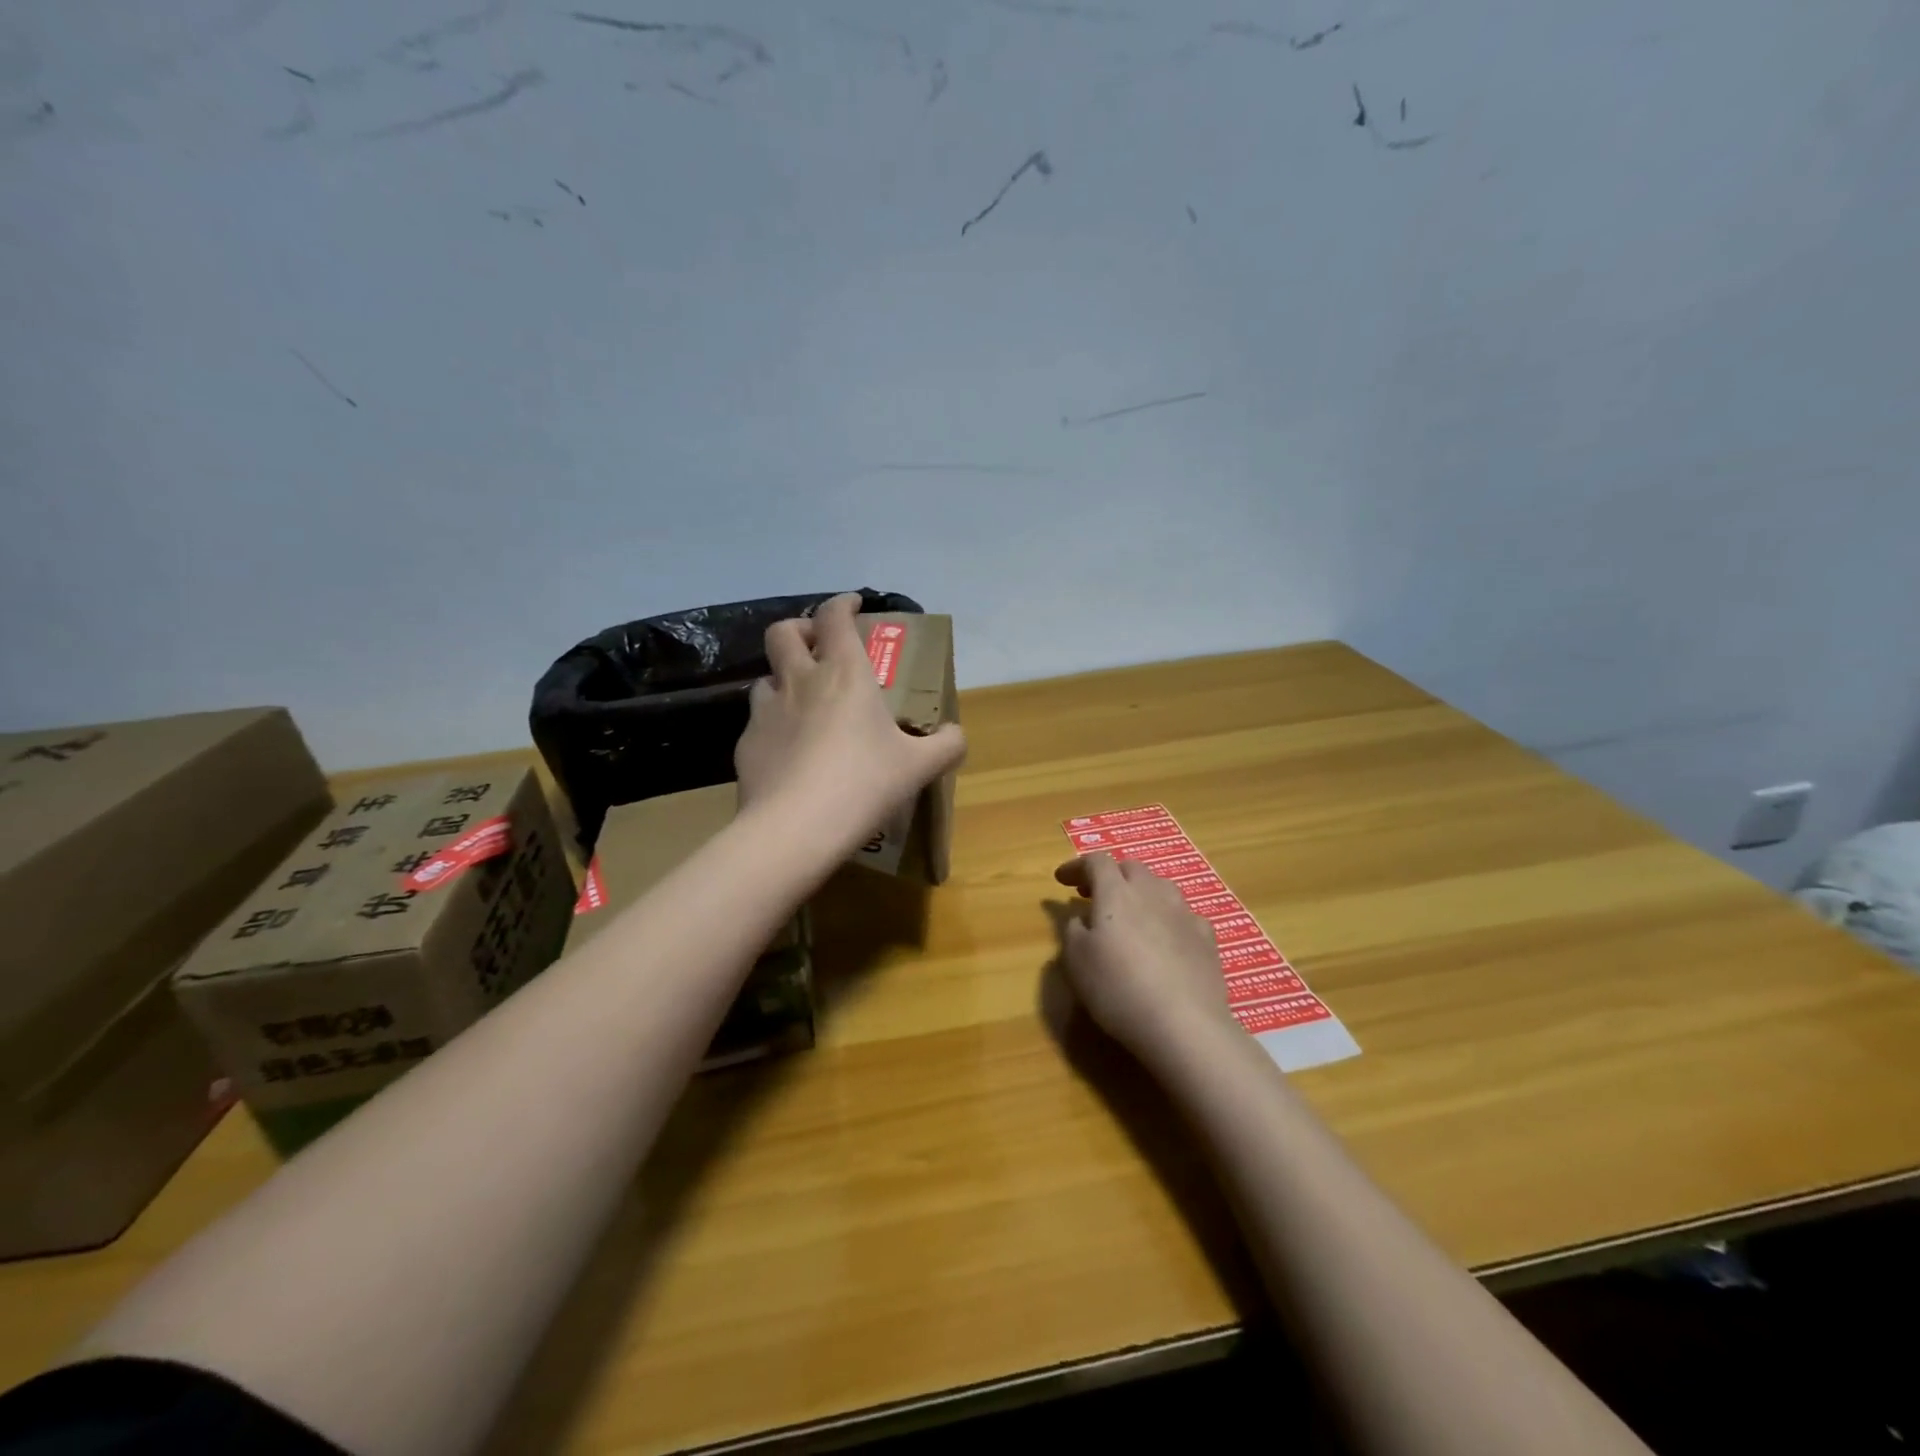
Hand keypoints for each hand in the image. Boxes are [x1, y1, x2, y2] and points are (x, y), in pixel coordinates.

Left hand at [736, 593, 965, 855]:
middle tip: (817, 646)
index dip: (843, 603)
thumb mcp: (919, 767)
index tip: (854, 604)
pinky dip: (774, 724)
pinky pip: (758, 721)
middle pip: (784, 632)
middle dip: (800, 630)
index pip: (835, 617)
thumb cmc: (864, 784)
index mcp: (845, 674)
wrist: (795, 828)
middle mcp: (800, 681)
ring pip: (766, 676)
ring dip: (783, 679)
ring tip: (801, 703)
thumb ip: (945, 745)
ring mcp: (766, 711)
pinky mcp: (746, 744)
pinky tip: (788, 752)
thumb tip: (955, 735)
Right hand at [1053, 852, 1233, 1061]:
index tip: (1061, 880)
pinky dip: (1168, 918)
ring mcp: (1184, 913)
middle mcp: (1152, 892)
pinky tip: (1166, 939)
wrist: (1184, 1024)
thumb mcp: (1076, 960)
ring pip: (1160, 887)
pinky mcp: (1207, 938)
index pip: (1095, 861)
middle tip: (1093, 895)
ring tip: (1130, 914)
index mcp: (1116, 892)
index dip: (1076, 866)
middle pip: (1131, 868)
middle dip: (1110, 875)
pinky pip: (1183, 915)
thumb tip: (1082, 917)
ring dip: (1141, 892)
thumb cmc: (1118, 987)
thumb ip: (1073, 929)